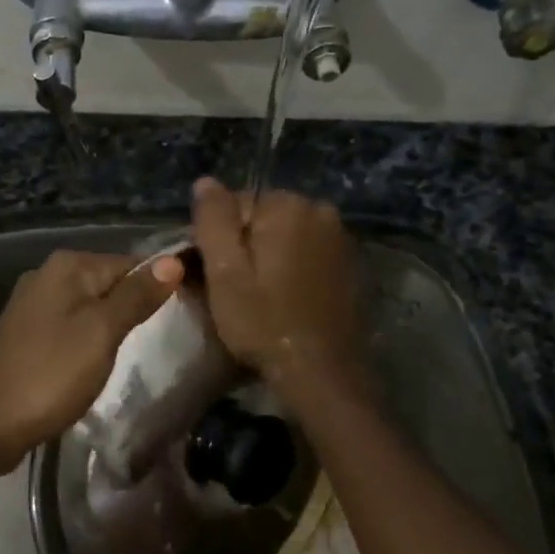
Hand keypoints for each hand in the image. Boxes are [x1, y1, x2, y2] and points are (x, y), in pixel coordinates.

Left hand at [0, 249, 183, 463]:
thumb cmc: (51, 374)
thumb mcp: (102, 332)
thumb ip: (137, 296)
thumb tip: (174, 261)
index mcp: (67, 266)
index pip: (131, 263)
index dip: (159, 286)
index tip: (185, 312)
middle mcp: (48, 274)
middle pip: (110, 282)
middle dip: (136, 306)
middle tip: (165, 336)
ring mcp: (34, 304)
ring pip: (91, 306)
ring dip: (114, 325)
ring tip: (138, 350)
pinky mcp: (28, 332)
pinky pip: (72, 324)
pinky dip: (90, 338)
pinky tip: (99, 360)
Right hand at [191, 179, 365, 393]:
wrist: (321, 372)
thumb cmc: (263, 321)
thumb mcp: (224, 271)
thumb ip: (213, 219)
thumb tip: (205, 181)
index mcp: (288, 205)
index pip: (235, 204)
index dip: (216, 238)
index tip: (211, 273)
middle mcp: (320, 210)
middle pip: (263, 218)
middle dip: (244, 245)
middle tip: (231, 288)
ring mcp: (340, 238)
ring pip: (285, 236)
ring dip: (268, 258)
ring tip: (256, 297)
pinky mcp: (349, 264)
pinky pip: (306, 253)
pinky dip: (291, 268)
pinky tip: (283, 299)